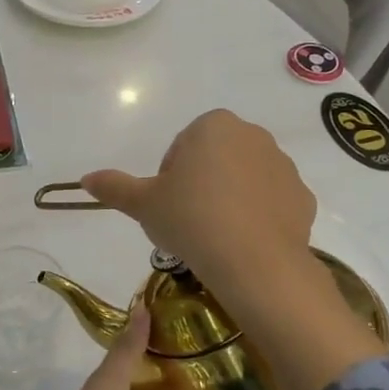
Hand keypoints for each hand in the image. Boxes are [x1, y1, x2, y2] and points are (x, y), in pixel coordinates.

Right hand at [82, 109, 316, 295]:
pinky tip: (241, 243)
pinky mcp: (303, 197)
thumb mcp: (143, 204)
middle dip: (200, 184)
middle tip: (187, 221)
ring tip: (214, 236)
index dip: (169, 177)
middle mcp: (253, 136)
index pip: (181, 146)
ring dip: (228, 199)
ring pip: (243, 179)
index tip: (167, 205)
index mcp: (213, 126)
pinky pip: (270, 202)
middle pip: (214, 158)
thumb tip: (85, 179)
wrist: (255, 263)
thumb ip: (114, 187)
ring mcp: (283, 166)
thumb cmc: (191, 220)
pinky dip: (256, 217)